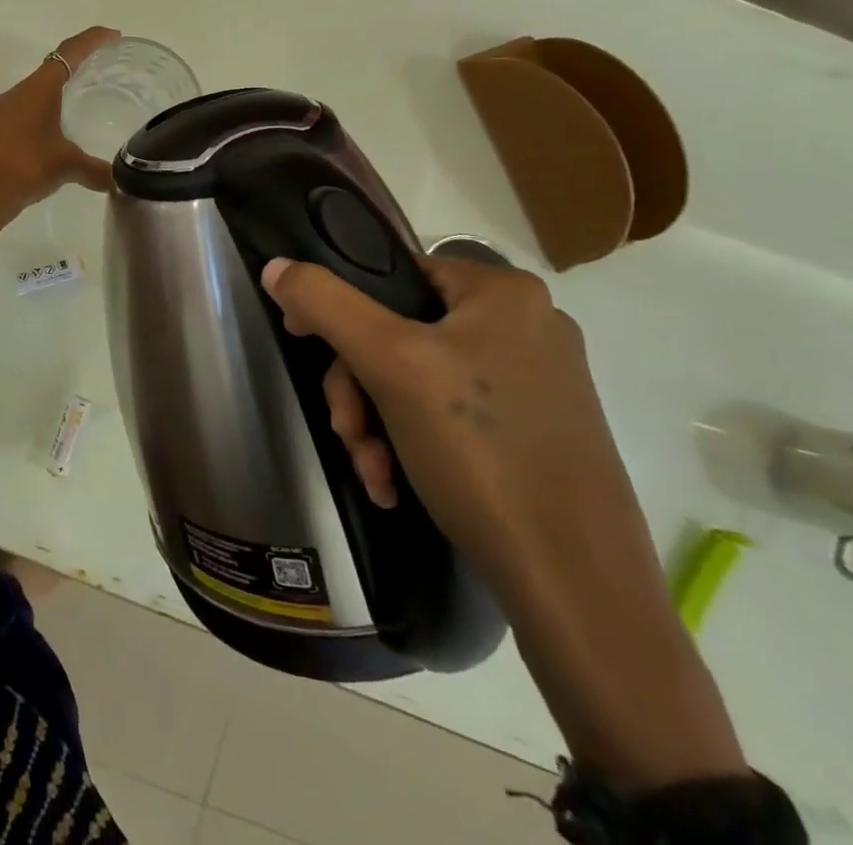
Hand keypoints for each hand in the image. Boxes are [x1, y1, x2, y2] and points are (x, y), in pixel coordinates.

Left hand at [0, 26, 119, 220]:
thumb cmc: (24, 167)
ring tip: (71, 118)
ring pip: (29, 99)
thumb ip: (96, 170)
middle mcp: (14, 94)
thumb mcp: (67, 166)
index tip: (111, 36)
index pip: (68, 53)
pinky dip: (33, 126)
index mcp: (37, 89)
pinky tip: (43, 146)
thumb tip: (119, 181)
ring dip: (50, 104)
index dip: (91, 41)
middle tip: (95, 82)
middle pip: (47, 75)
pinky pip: (16, 121)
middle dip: (71, 75)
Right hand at [262, 255, 753, 792]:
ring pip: (418, 379)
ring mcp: (537, 384)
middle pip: (399, 332)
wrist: (576, 587)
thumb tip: (276, 266)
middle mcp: (527, 327)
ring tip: (373, 470)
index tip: (307, 346)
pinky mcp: (539, 434)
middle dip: (359, 387)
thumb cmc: (479, 451)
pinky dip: (411, 444)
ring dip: (377, 422)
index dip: (339, 307)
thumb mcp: (387, 363)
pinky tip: (396, 484)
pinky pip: (450, 416)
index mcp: (504, 293)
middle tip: (348, 432)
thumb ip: (324, 302)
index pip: (392, 274)